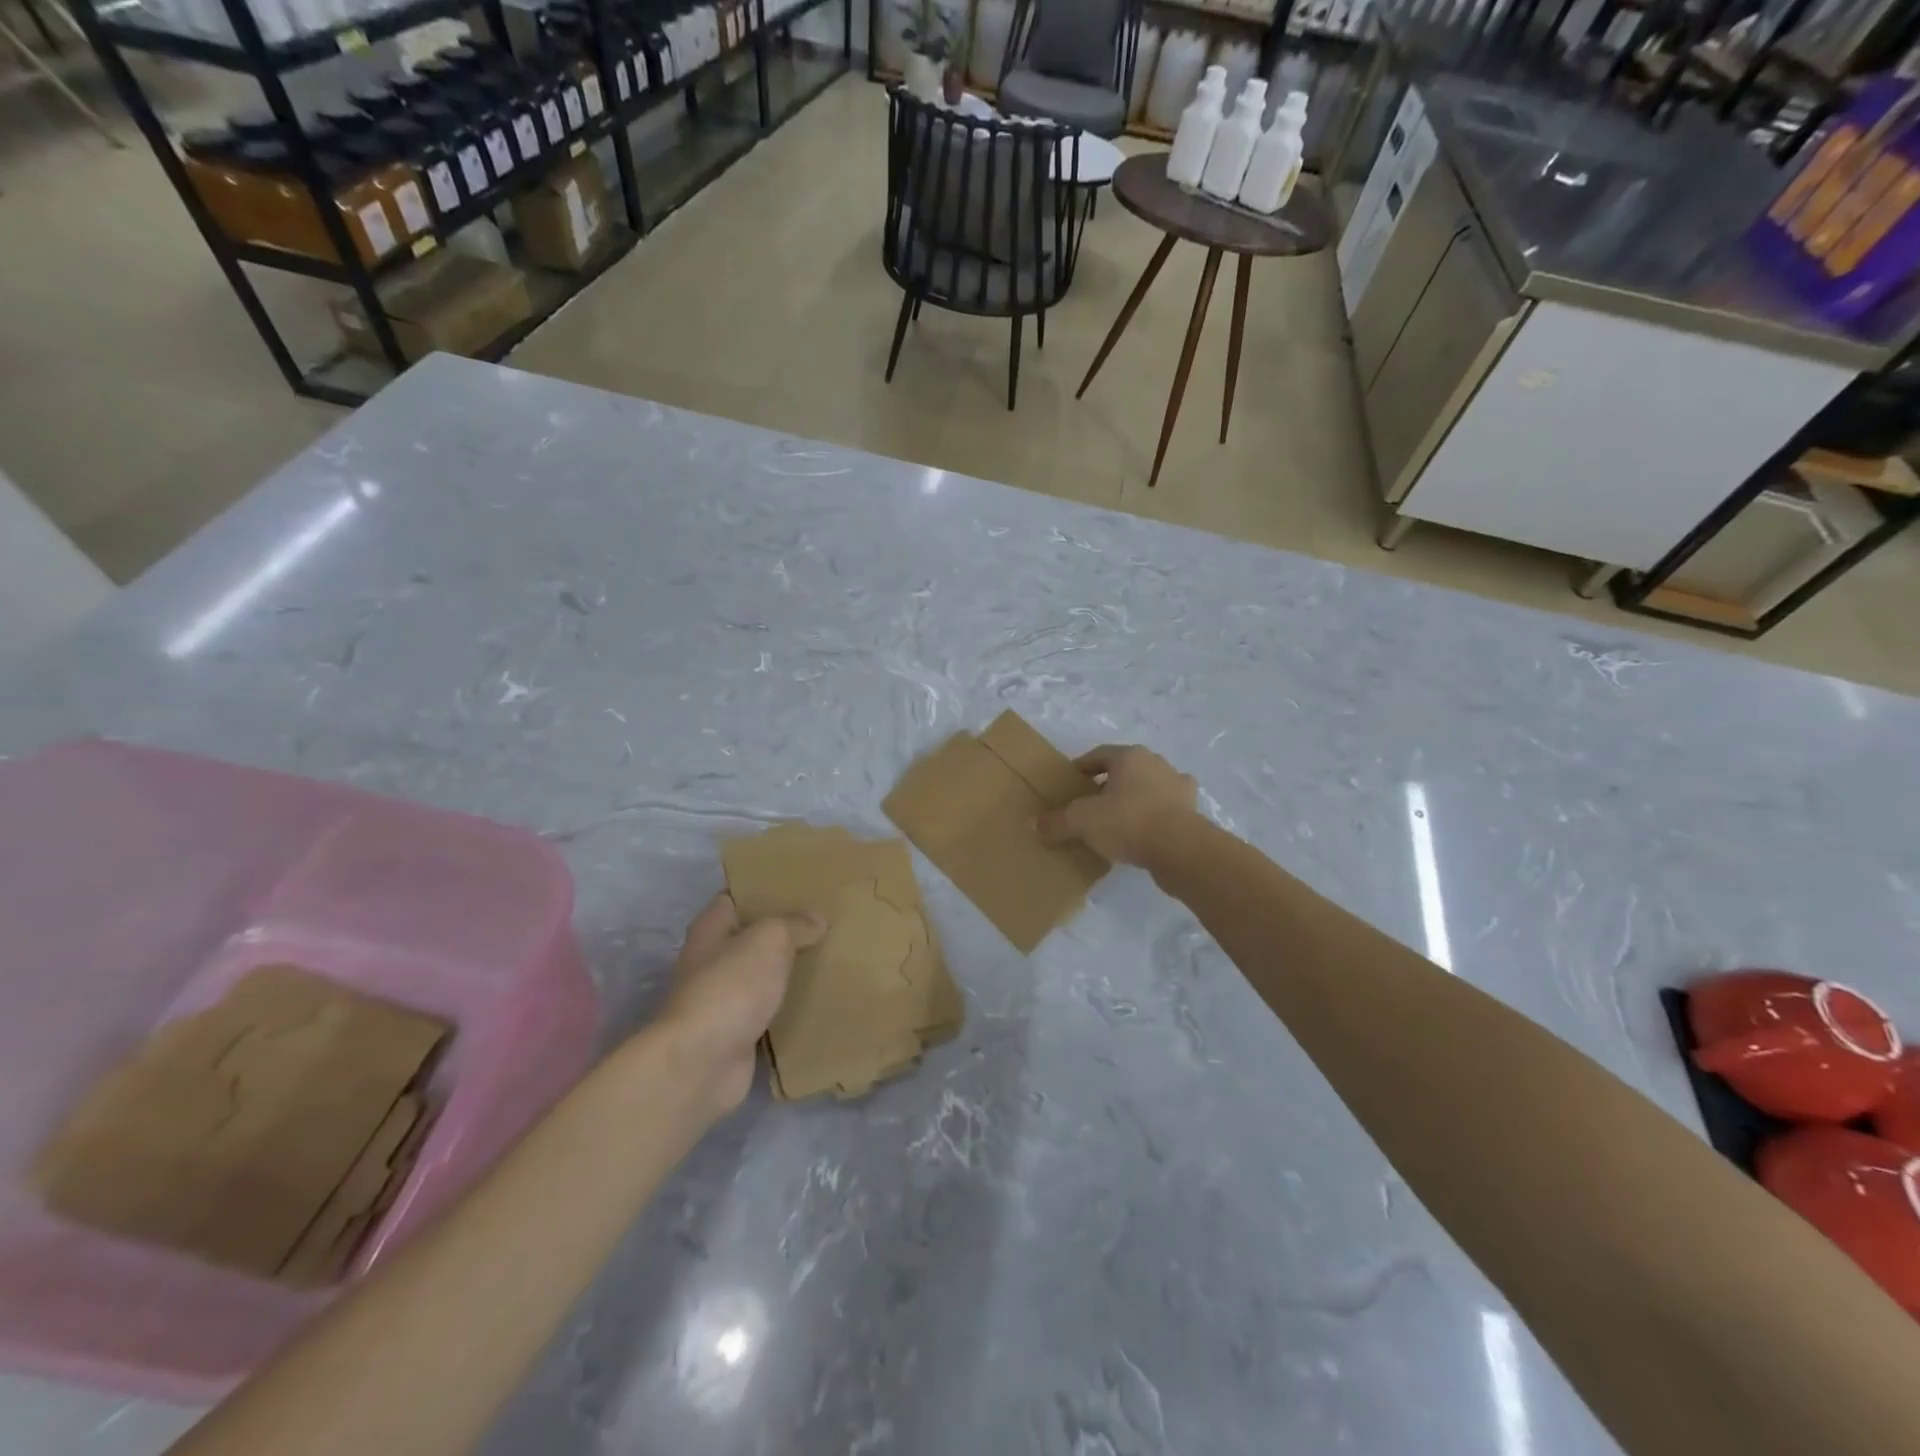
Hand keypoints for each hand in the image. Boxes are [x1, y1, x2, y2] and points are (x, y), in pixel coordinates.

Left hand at [660, 894, 823, 1114]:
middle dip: (783, 932)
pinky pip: (769, 1013)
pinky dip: (788, 1008)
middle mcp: (711, 961)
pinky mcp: (736, 1034)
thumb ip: (795, 924)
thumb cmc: (731, 986)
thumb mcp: (770, 939)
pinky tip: (819, 1000)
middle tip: (824, 923)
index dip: (762, 891)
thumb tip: (817, 919)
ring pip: (762, 977)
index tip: (797, 887)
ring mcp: (722, 1000)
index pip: (735, 898)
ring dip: (788, 972)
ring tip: (829, 958)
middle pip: (750, 938)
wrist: (702, 1063)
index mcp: (710, 929)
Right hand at [1038, 744, 1197, 866]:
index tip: (1069, 783)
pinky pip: (1164, 810)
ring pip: (1147, 789)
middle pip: (1125, 770)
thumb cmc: (1128, 821)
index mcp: (1130, 756)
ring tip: (1115, 822)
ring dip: (1132, 800)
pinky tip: (1142, 836)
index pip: (1099, 755)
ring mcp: (1178, 787)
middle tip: (1089, 805)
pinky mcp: (1192, 812)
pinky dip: (1152, 818)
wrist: (1181, 849)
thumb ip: (1056, 822)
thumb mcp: (1082, 821)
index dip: (1081, 768)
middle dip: (1107, 785)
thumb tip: (1031, 826)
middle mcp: (1157, 764)